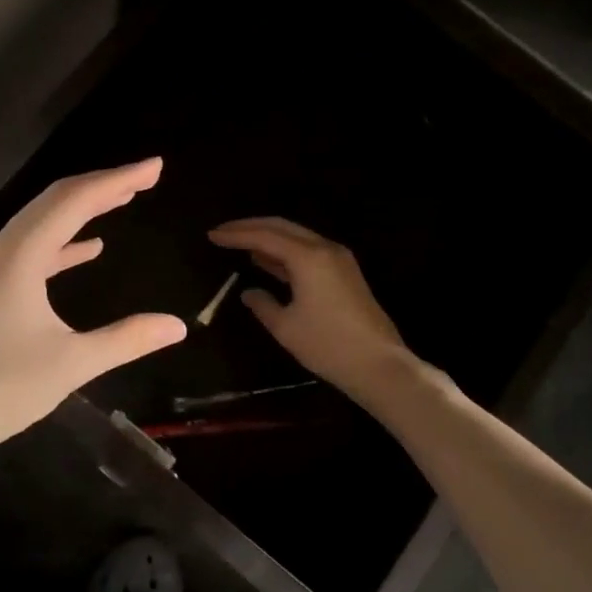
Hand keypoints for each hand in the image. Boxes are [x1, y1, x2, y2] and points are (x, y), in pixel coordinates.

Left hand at [0, 158, 186, 446]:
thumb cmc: (3, 388)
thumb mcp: (72, 363)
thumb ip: (127, 339)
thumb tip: (177, 326)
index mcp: (21, 256)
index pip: (75, 201)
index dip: (117, 180)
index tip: (154, 167)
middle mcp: (3, 250)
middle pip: (56, 200)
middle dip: (102, 185)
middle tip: (144, 178)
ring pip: (42, 221)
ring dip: (82, 209)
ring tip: (122, 199)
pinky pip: (32, 248)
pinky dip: (64, 241)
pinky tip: (91, 247)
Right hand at [208, 217, 410, 395]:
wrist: (378, 364)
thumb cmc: (327, 345)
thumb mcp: (285, 327)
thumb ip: (262, 304)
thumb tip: (249, 292)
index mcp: (308, 256)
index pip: (264, 236)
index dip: (236, 234)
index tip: (212, 235)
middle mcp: (325, 248)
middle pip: (282, 227)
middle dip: (250, 227)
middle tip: (223, 232)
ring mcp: (338, 259)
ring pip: (297, 237)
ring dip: (268, 238)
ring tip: (240, 244)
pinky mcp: (345, 273)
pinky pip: (308, 251)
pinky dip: (285, 252)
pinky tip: (268, 261)